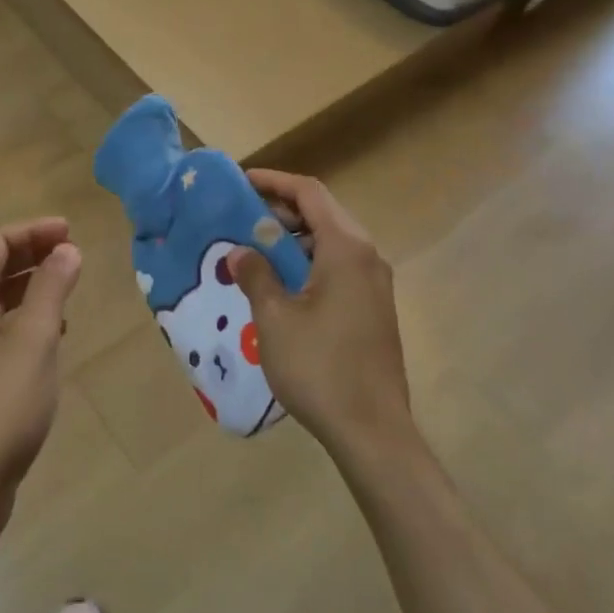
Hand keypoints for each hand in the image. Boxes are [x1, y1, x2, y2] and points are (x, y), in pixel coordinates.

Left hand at [0, 218, 82, 542]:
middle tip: (74, 251)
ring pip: (0, 296)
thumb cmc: (0, 405)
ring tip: (69, 284)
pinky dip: (29, 314)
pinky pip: (3, 325)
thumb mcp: (34, 339)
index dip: (34, 230)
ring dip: (33, 282)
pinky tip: (56, 330)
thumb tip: (67, 248)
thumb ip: (51, 288)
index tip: (71, 231)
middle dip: (34, 251)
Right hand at [229, 171, 411, 456]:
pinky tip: (280, 284)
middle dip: (280, 211)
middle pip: (322, 213)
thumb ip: (256, 275)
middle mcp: (366, 256)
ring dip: (292, 239)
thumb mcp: (274, 318)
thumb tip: (240, 252)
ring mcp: (374, 283)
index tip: (240, 183)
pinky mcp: (373, 307)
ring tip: (254, 250)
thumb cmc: (320, 367)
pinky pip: (338, 266)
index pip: (309, 192)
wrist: (372, 431)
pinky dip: (307, 262)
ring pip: (330, 241)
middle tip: (239, 219)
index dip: (274, 182)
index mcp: (346, 248)